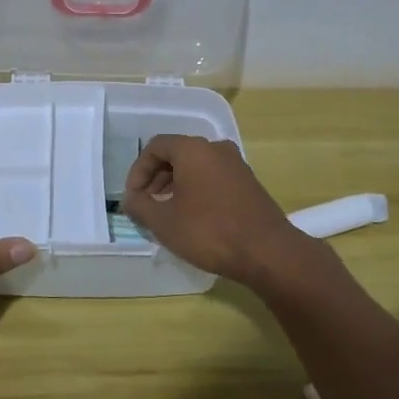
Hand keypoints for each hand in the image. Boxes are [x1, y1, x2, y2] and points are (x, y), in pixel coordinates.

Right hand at [121, 135, 320, 289]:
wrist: (268, 252)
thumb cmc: (209, 231)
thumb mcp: (164, 222)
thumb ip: (140, 206)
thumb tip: (130, 200)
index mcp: (193, 149)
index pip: (155, 147)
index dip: (138, 171)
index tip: (133, 197)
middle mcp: (216, 148)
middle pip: (177, 154)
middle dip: (156, 178)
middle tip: (146, 205)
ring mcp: (236, 164)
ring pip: (196, 166)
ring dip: (176, 185)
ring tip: (167, 213)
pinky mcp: (248, 182)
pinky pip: (213, 177)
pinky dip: (197, 190)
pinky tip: (193, 217)